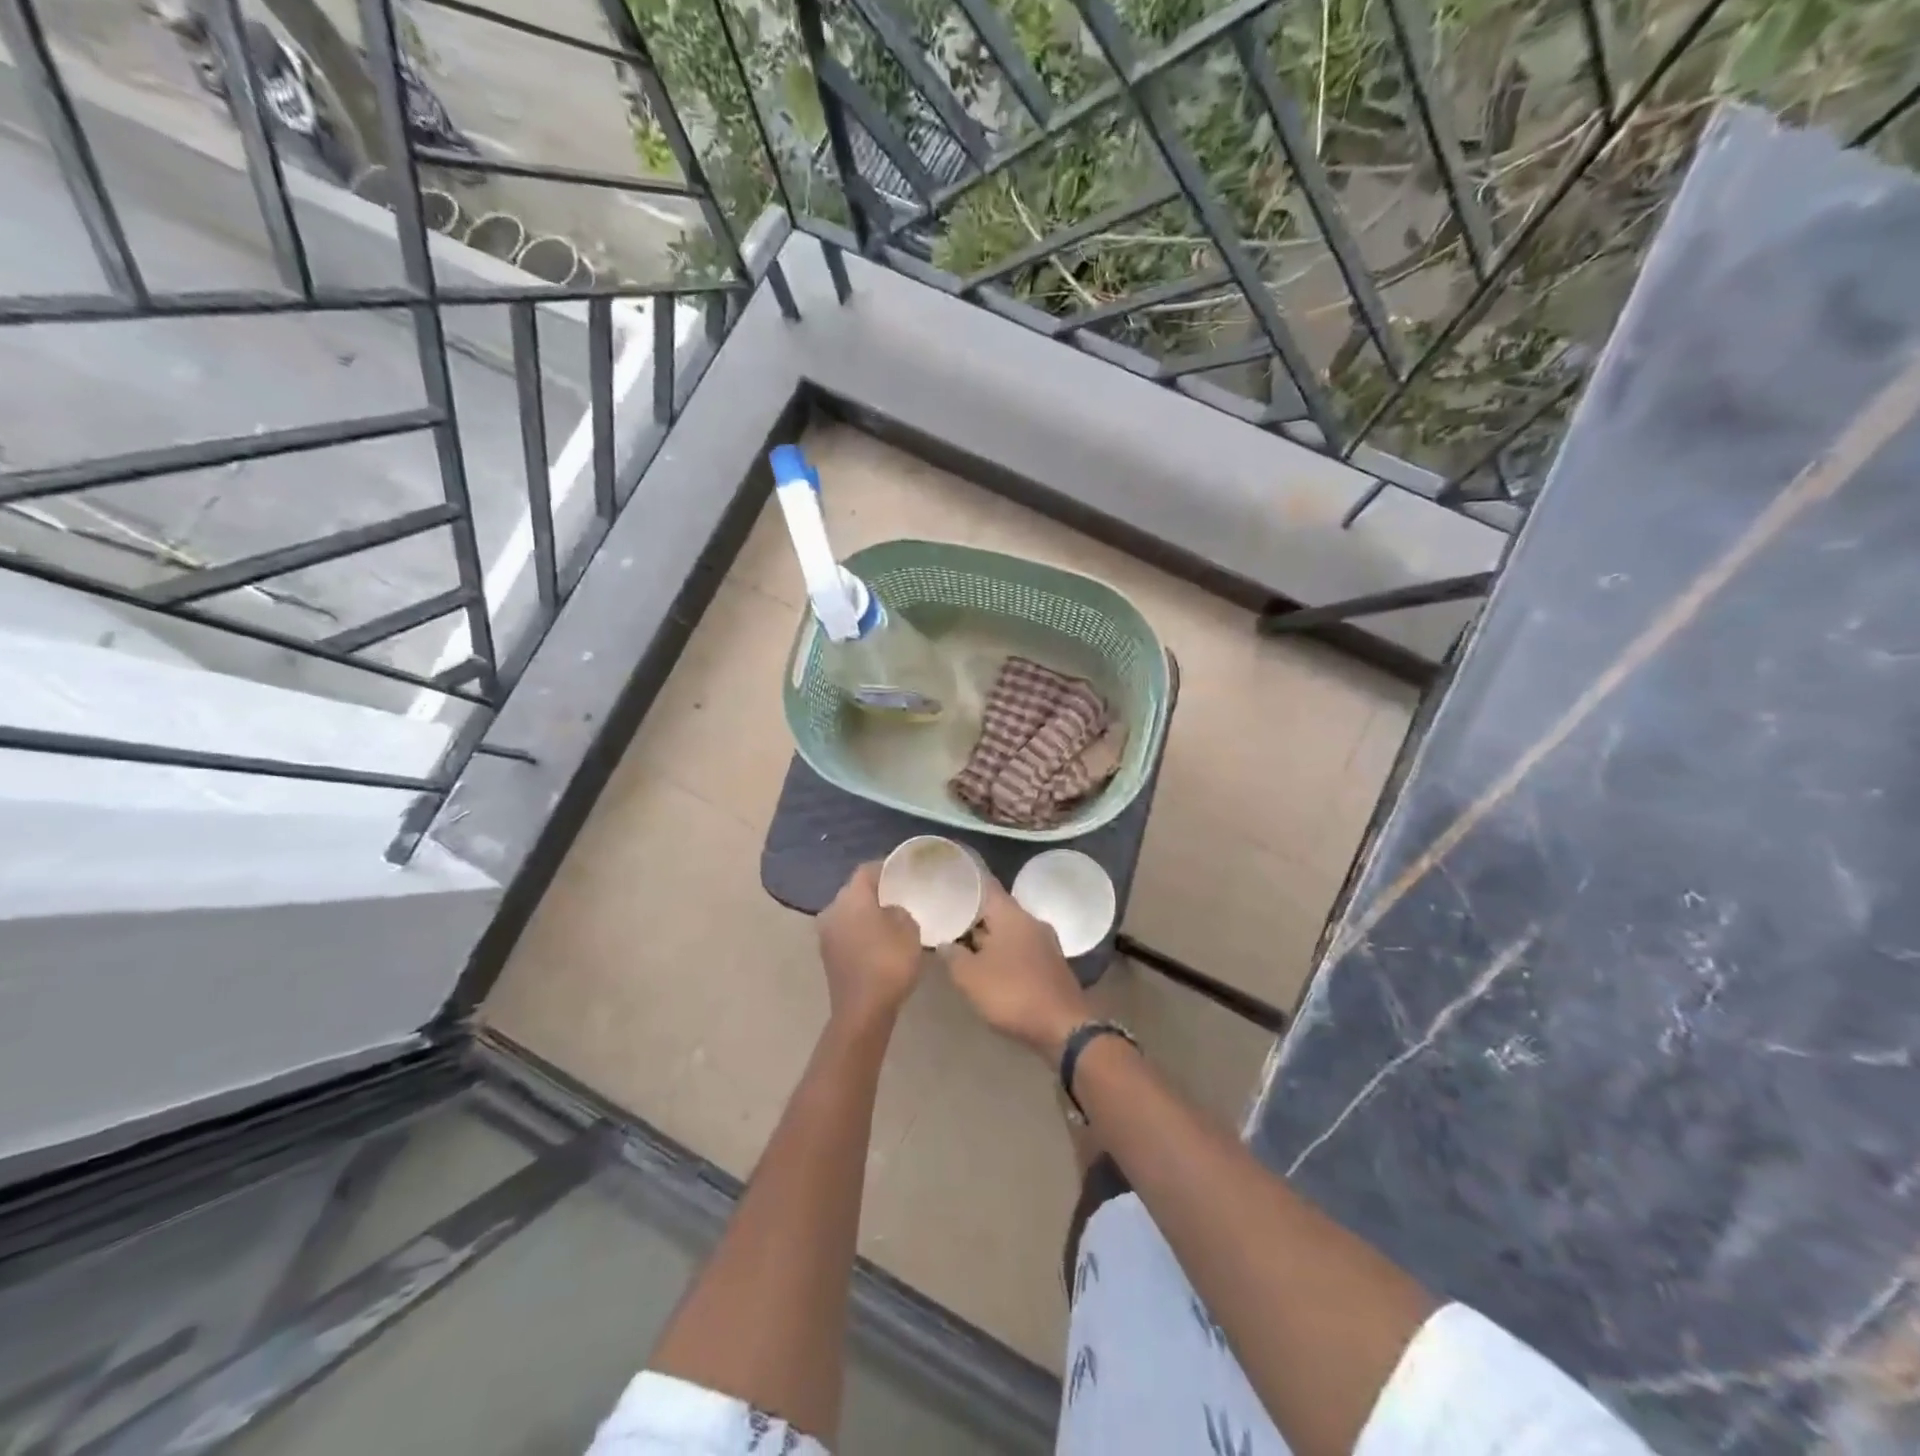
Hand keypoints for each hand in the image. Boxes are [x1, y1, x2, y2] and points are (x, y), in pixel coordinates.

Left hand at [818, 862, 922, 1032]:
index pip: (866, 870)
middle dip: (875, 891)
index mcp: (851, 897)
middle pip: (855, 891)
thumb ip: (901, 911)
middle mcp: (832, 909)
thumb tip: (892, 910)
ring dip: (867, 912)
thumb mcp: (909, 930)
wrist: (863, 1010)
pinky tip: (879, 939)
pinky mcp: (827, 954)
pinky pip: (846, 931)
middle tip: (900, 894)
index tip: (903, 871)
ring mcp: (826, 933)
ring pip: (849, 912)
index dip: (886, 868)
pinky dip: (861, 930)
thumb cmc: (889, 962)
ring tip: (892, 917)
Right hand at [939, 879, 1091, 1059]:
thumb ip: (953, 956)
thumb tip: (945, 943)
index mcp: (1012, 915)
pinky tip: (986, 965)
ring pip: (1008, 931)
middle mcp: (1031, 921)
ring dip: (986, 936)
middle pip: (996, 909)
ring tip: (960, 942)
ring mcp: (1044, 943)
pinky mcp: (1050, 965)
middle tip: (946, 915)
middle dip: (972, 913)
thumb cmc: (1013, 993)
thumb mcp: (970, 977)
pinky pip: (1019, 949)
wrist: (1063, 1028)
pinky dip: (1002, 952)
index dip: (966, 880)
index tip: (948, 876)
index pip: (985, 884)